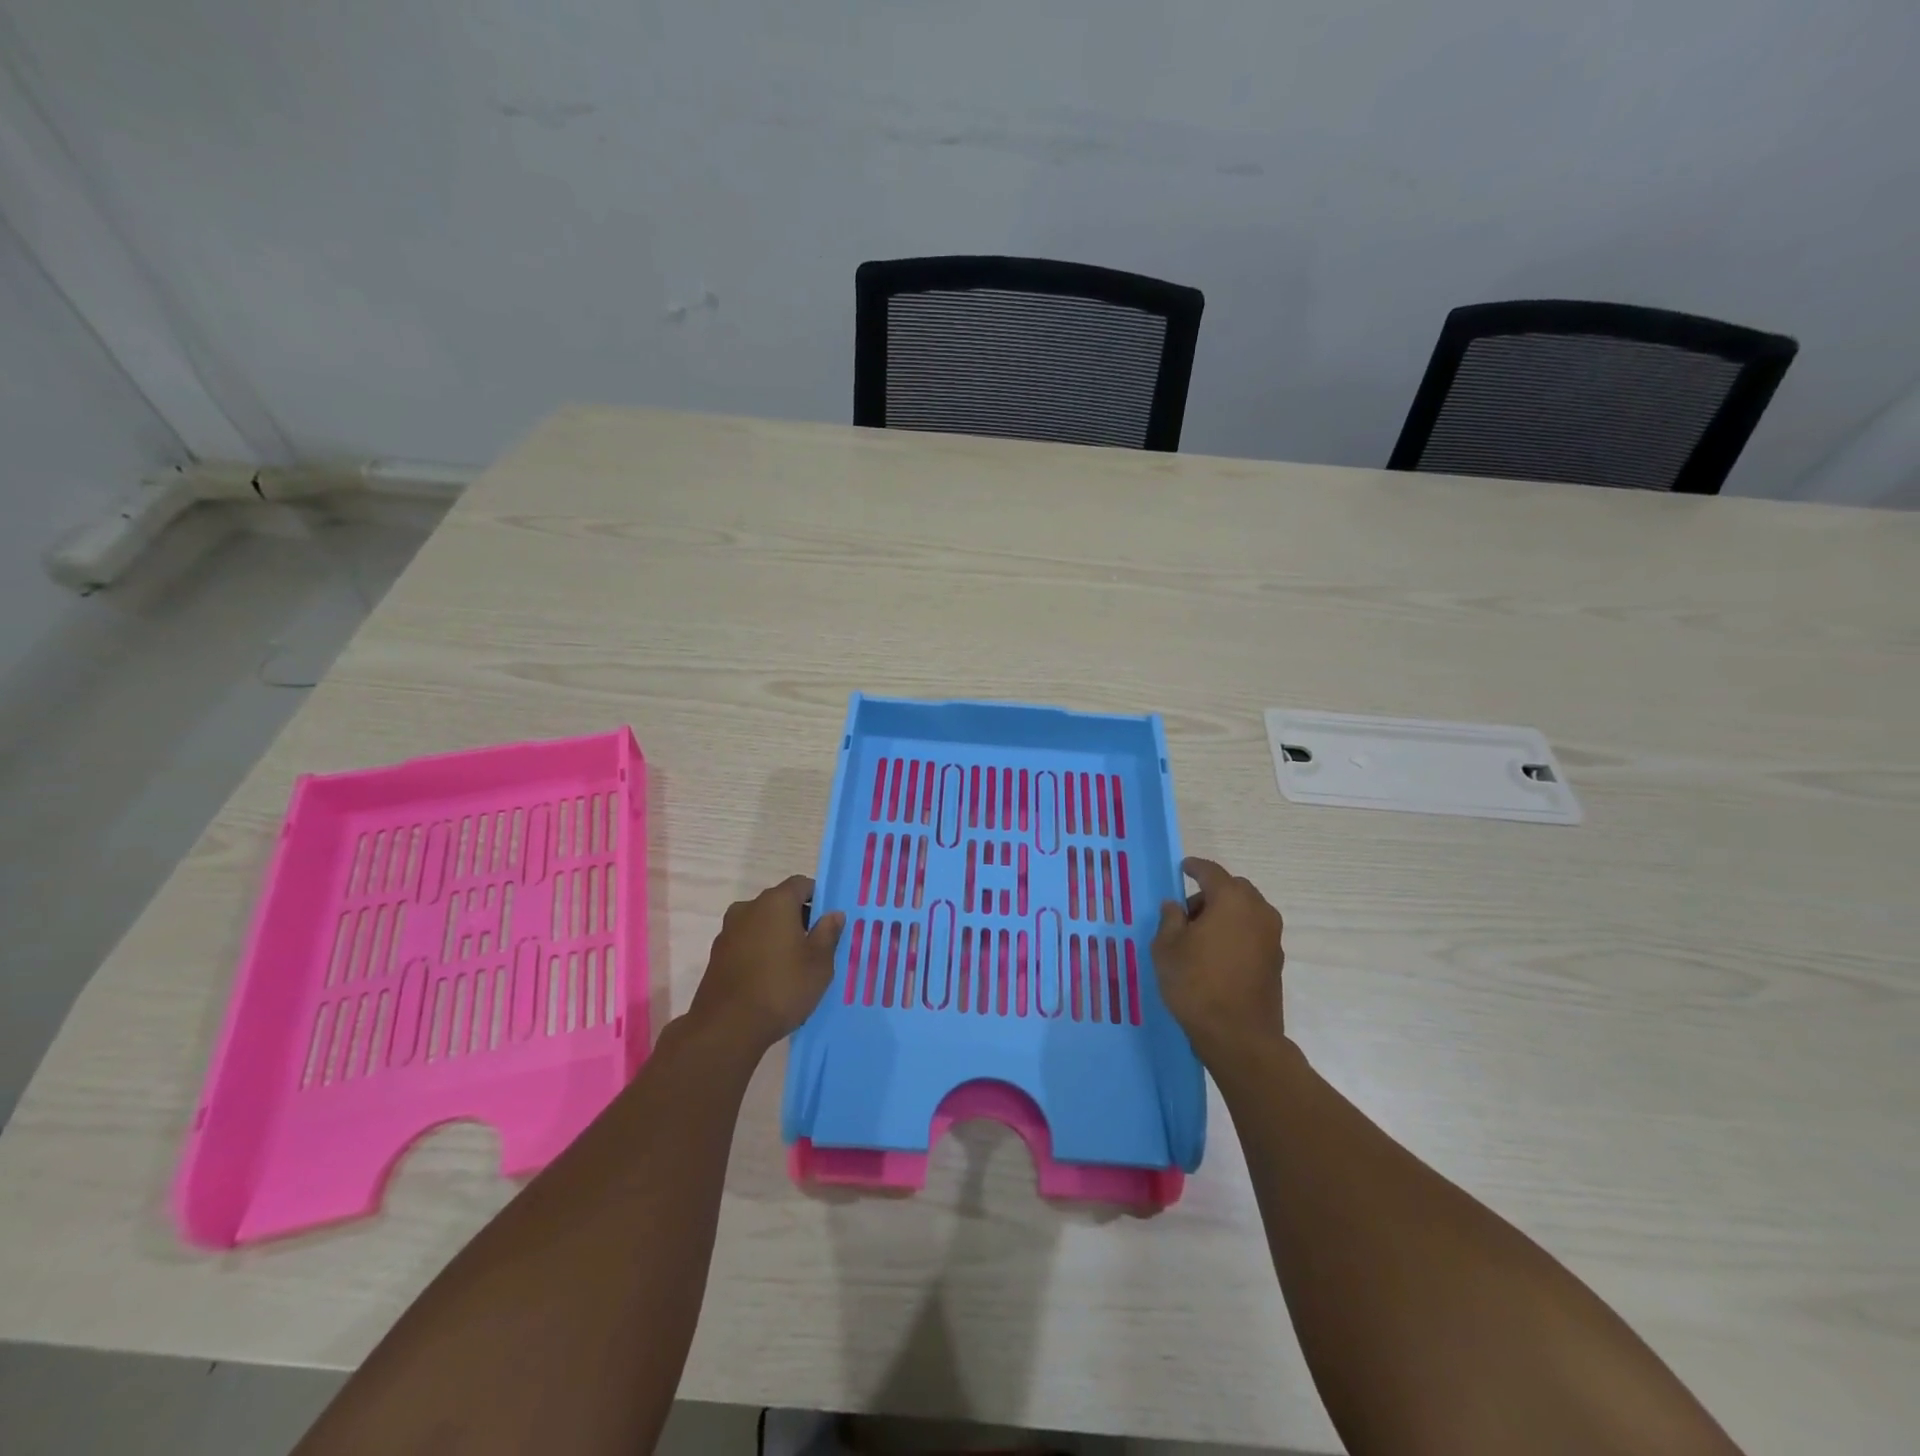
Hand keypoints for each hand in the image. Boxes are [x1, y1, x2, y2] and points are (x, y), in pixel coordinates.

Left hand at [688, 875, 844, 1052]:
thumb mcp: (819, 963)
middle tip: (815, 947)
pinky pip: (746, 943)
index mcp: (775, 902)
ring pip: (761, 924)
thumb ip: (828, 933)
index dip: (818, 898)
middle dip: (798, 919)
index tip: (828, 923)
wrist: (727, 1028)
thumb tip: (833, 914)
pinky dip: (759, 951)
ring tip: (792, 966)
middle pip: (780, 903)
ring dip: (777, 936)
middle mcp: (748, 908)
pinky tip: (769, 978)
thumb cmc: (782, 987)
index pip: (801, 884)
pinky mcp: (716, 955)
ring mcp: (728, 931)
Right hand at [1153, 857, 1285, 1063]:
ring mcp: (1272, 937)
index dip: (1194, 867)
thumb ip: (1170, 919)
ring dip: (1225, 913)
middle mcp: (1258, 911)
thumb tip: (1175, 906)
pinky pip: (1253, 932)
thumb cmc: (1196, 984)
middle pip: (1234, 889)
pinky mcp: (1276, 961)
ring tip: (1200, 935)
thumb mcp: (1167, 948)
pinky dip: (1236, 932)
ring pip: (1246, 910)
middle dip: (1211, 892)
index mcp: (1231, 900)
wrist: (1239, 1036)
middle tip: (1187, 910)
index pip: (1211, 872)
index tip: (1182, 867)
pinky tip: (1217, 953)